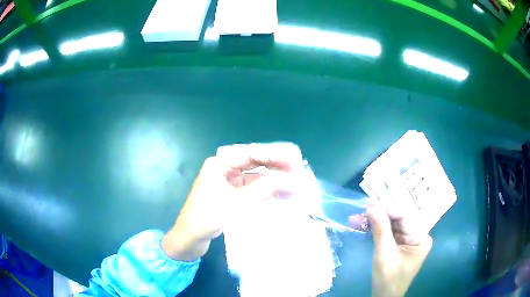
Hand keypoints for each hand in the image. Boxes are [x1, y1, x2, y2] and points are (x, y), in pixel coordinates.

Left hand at [161, 143, 303, 261]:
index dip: (274, 154)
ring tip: (294, 185)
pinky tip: (282, 196)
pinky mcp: (231, 195)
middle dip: (276, 166)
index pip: (251, 153)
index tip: (294, 158)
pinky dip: (266, 192)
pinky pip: (252, 190)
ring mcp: (228, 183)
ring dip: (273, 181)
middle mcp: (224, 169)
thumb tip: (289, 181)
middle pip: (254, 162)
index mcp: (220, 164)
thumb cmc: (206, 217)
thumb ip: (262, 190)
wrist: (189, 238)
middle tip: (298, 169)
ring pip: (255, 177)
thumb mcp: (235, 203)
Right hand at [365, 205, 432, 296]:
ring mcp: (408, 240)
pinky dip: (376, 230)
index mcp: (421, 238)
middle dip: (380, 215)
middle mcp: (418, 236)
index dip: (388, 209)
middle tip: (362, 209)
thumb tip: (371, 206)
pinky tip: (363, 225)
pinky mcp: (399, 245)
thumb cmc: (388, 278)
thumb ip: (380, 229)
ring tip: (357, 217)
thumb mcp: (384, 253)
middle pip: (398, 220)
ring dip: (375, 222)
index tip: (369, 204)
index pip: (405, 218)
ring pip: (391, 225)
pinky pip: (388, 233)